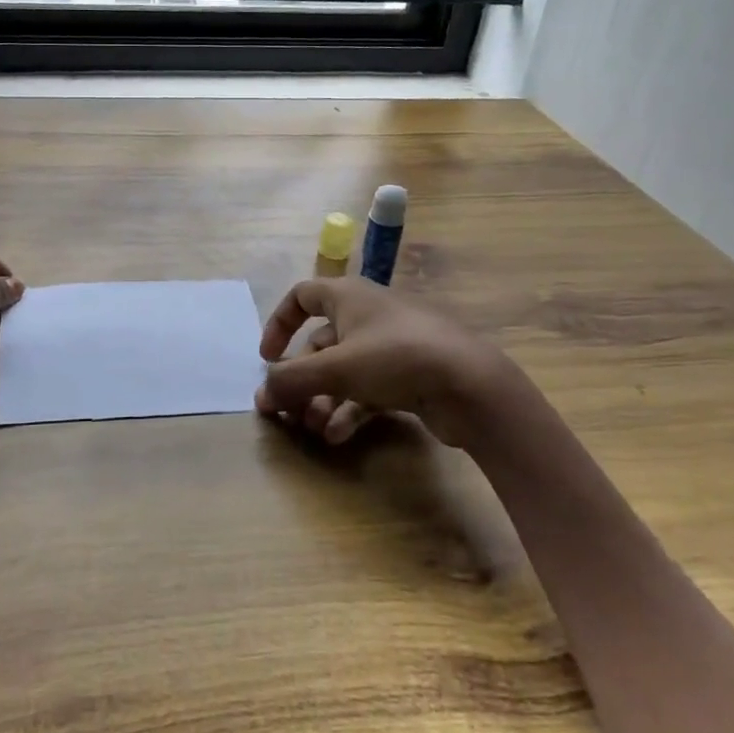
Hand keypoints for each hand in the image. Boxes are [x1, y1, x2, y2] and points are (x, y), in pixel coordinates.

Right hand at [256, 278, 510, 448]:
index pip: (302, 296)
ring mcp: (392, 345)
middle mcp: (367, 314)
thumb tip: (260, 395)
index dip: (279, 323)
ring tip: (313, 429)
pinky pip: (368, 389)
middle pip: (321, 344)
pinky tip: (338, 436)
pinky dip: (349, 409)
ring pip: (344, 370)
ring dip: (323, 399)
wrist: (473, 385)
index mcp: (347, 296)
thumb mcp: (336, 368)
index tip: (267, 357)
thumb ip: (292, 380)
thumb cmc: (395, 358)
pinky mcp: (411, 375)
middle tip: (288, 412)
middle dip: (302, 378)